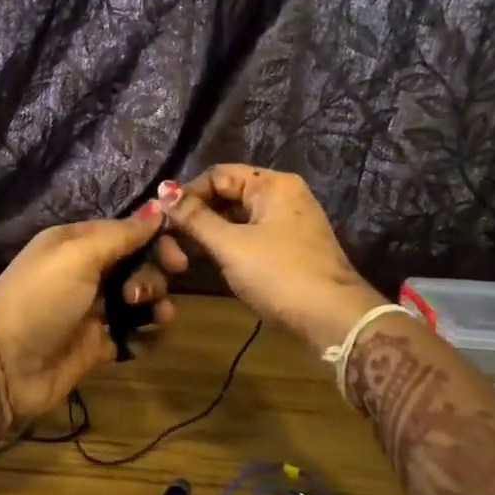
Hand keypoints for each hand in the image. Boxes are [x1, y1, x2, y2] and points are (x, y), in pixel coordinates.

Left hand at [0, 206, 188, 443]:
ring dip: (156, 306)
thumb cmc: (40, 299)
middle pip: (138, 265)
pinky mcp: (97, 345)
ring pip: (140, 301)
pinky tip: (145, 341)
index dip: (156, 241)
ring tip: (155, 319)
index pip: (127, 232)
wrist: (3, 365)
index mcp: (76, 243)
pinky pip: (134, 335)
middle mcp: (85, 273)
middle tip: (141, 294)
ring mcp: (92, 310)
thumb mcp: (77, 256)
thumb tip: (158, 209)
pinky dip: (146, 337)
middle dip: (152, 276)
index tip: (178, 258)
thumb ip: (120, 234)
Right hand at [164, 165, 386, 352]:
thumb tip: (163, 192)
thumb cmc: (279, 274)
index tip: (163, 220)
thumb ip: (195, 218)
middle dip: (196, 215)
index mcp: (272, 184)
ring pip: (235, 218)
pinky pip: (247, 236)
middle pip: (226, 195)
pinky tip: (206, 262)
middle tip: (168, 241)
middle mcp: (281, 196)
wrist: (332, 319)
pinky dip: (225, 246)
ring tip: (182, 255)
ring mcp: (286, 224)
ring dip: (208, 233)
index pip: (217, 175)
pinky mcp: (287, 249)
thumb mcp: (230, 245)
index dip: (187, 194)